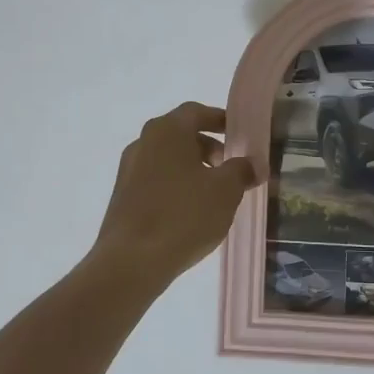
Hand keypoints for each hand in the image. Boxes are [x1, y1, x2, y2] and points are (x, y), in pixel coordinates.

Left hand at [88, 102, 259, 287]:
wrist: (131, 261)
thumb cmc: (184, 215)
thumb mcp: (226, 190)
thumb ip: (242, 170)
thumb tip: (251, 164)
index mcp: (167, 130)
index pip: (196, 112)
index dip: (220, 120)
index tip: (239, 134)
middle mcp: (143, 142)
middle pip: (181, 134)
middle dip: (208, 147)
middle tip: (230, 166)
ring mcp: (128, 170)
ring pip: (167, 159)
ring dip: (192, 168)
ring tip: (213, 194)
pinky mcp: (122, 196)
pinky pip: (156, 180)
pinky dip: (176, 186)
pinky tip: (190, 212)